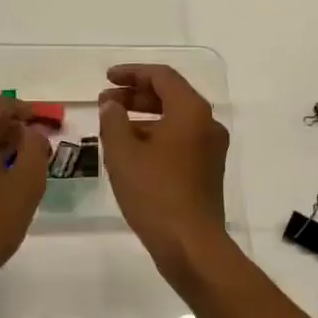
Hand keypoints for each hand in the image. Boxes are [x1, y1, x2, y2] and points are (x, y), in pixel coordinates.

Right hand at [98, 64, 232, 275]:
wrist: (191, 244)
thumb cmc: (155, 193)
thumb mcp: (123, 153)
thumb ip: (113, 120)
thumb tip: (111, 105)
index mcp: (191, 111)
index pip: (161, 76)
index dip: (131, 73)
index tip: (106, 78)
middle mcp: (207, 123)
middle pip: (170, 96)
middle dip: (135, 96)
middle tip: (105, 103)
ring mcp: (211, 148)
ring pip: (175, 119)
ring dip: (144, 117)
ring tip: (113, 127)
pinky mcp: (208, 170)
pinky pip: (180, 140)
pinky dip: (156, 136)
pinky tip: (132, 151)